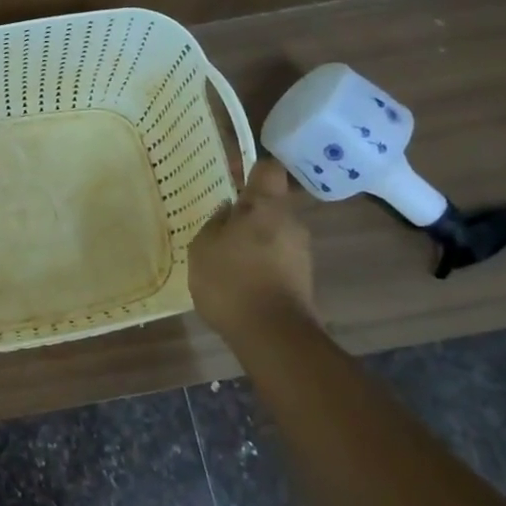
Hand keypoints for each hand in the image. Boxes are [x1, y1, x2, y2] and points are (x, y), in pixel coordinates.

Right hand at [186, 159, 315, 347]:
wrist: (274, 337)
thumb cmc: (232, 281)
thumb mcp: (204, 246)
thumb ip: (215, 223)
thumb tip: (227, 213)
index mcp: (267, 206)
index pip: (267, 169)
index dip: (249, 169)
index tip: (230, 177)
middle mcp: (291, 223)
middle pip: (270, 204)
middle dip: (247, 211)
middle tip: (218, 223)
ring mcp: (301, 253)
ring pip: (273, 232)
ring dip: (252, 239)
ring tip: (224, 256)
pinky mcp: (302, 280)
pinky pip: (276, 258)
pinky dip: (259, 262)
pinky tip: (238, 279)